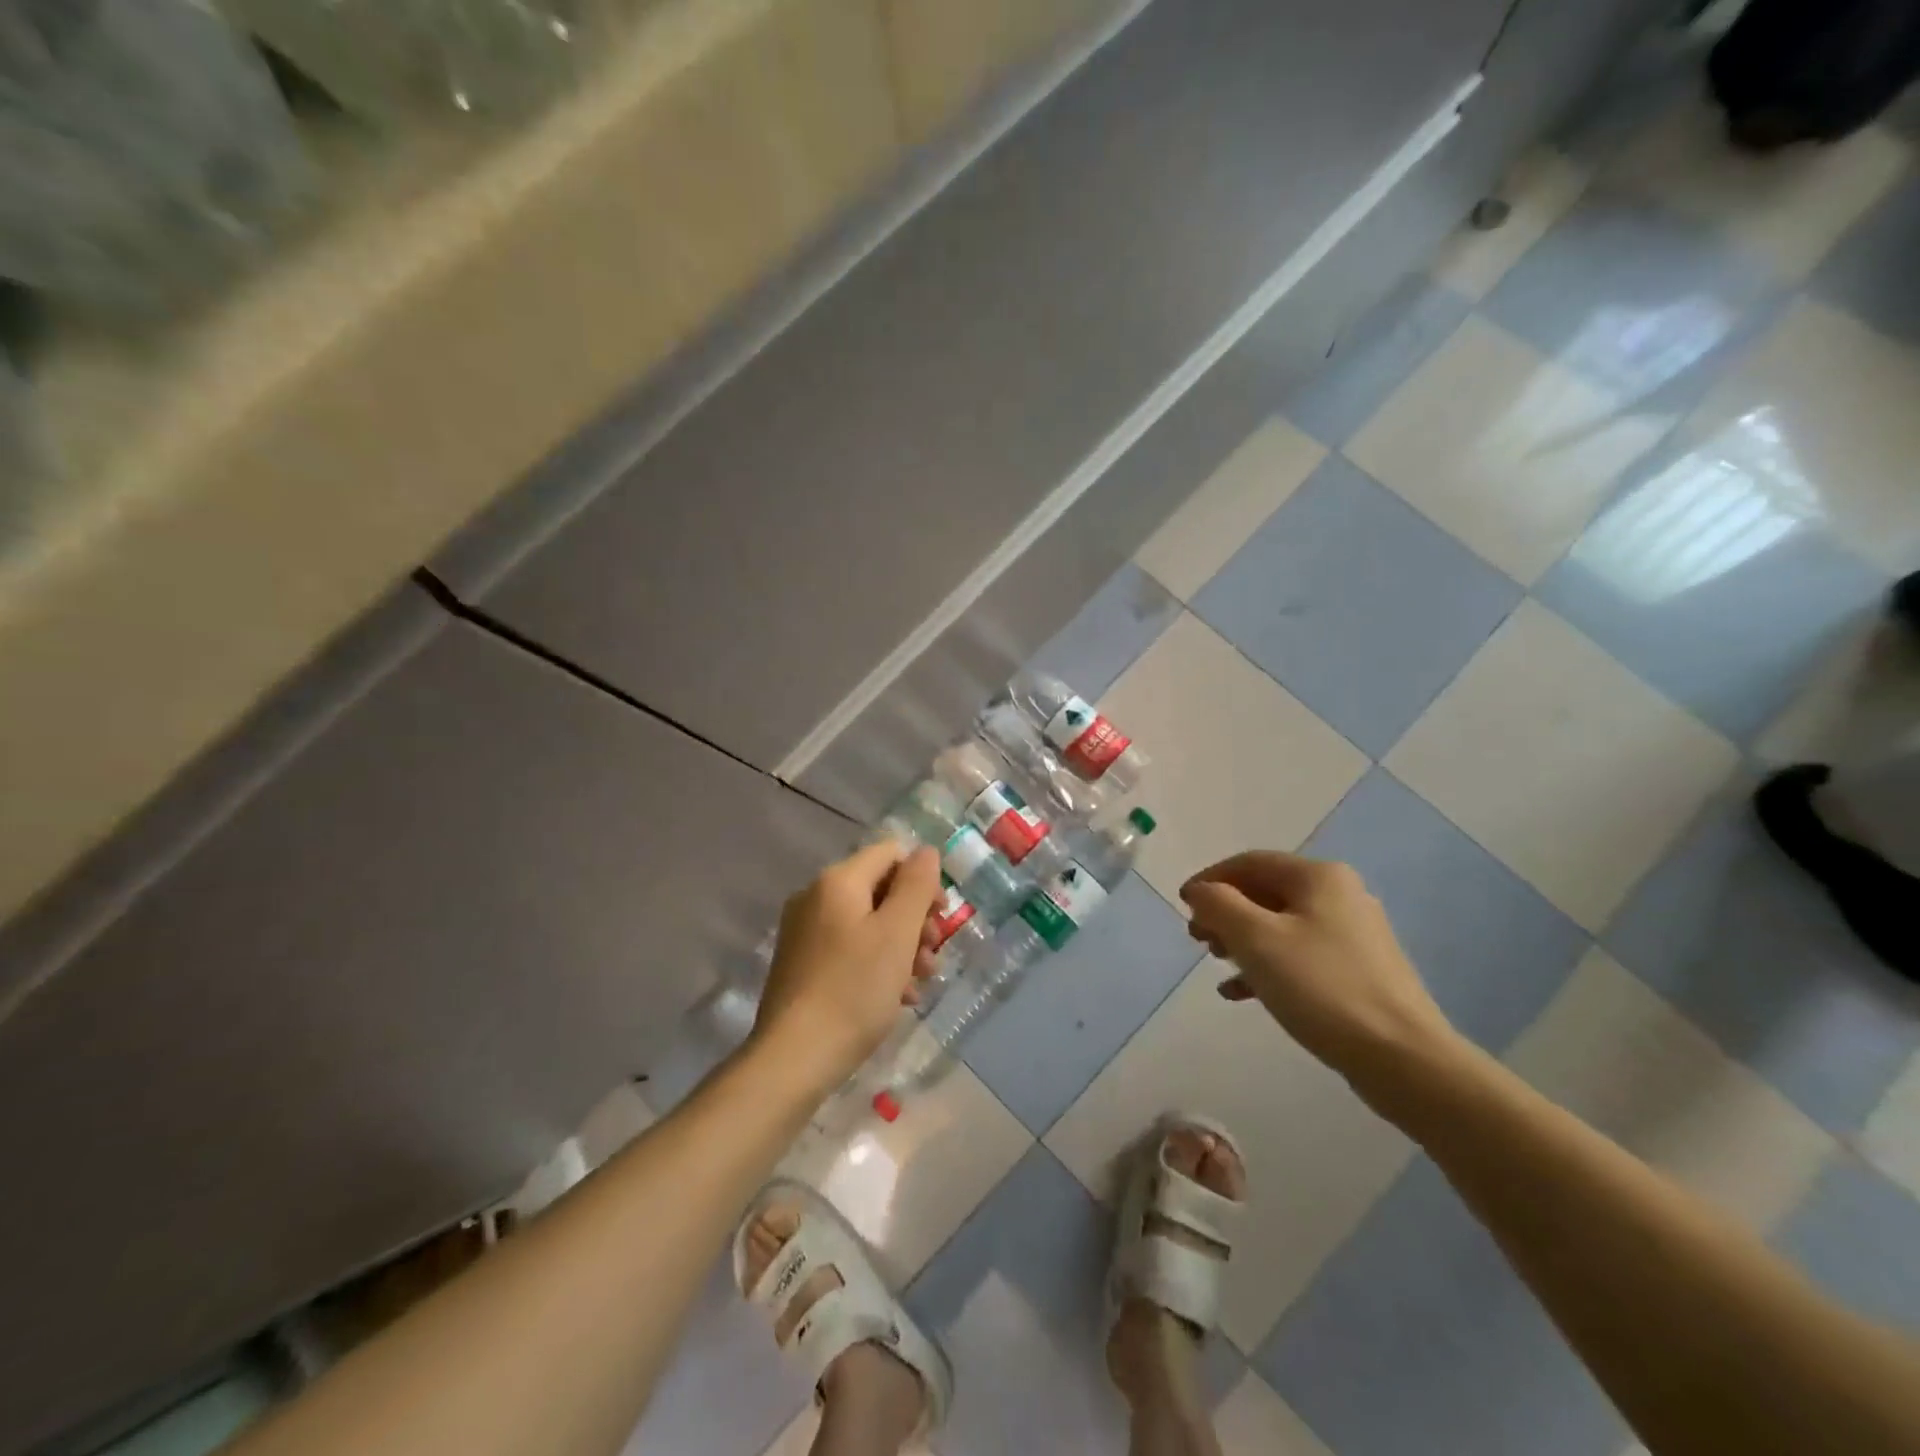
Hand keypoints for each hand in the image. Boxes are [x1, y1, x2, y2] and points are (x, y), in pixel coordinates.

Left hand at [753, 841, 944, 1083]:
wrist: (794, 1058)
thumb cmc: (854, 990)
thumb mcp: (897, 934)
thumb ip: (916, 886)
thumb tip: (926, 851)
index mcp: (837, 881)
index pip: (891, 853)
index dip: (923, 879)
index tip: (941, 918)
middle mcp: (815, 897)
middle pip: (880, 889)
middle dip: (914, 919)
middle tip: (932, 956)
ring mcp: (805, 932)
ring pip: (868, 923)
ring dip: (901, 946)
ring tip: (919, 983)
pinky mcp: (802, 964)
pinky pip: (849, 949)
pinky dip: (877, 964)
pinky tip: (896, 997)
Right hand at [1180, 851, 1457, 1076]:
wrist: (1403, 1058)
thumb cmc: (1322, 987)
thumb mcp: (1256, 940)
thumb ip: (1219, 905)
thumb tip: (1200, 891)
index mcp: (1318, 877)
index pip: (1250, 862)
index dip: (1210, 879)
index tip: (1182, 906)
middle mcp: (1340, 896)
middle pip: (1265, 892)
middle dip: (1225, 912)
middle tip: (1197, 938)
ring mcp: (1353, 935)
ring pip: (1280, 926)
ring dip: (1242, 940)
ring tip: (1216, 963)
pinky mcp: (1358, 972)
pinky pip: (1299, 956)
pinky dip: (1266, 966)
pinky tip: (1240, 992)